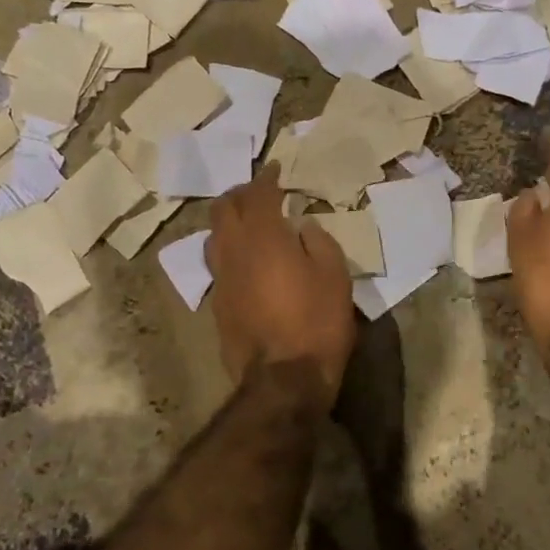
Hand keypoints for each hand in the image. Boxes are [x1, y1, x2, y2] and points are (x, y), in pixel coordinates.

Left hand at [206, 165, 355, 408]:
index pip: (259, 193)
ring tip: (249, 224)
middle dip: (240, 194)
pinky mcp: (217, 304)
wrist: (283, 380)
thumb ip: (318, 242)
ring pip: (214, 235)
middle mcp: (234, 251)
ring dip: (229, 222)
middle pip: (224, 208)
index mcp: (263, 236)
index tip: (277, 169)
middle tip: (260, 192)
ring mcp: (220, 279)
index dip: (268, 177)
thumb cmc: (316, 321)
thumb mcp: (335, 275)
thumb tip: (303, 228)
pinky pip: (218, 264)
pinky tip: (247, 261)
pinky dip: (230, 250)